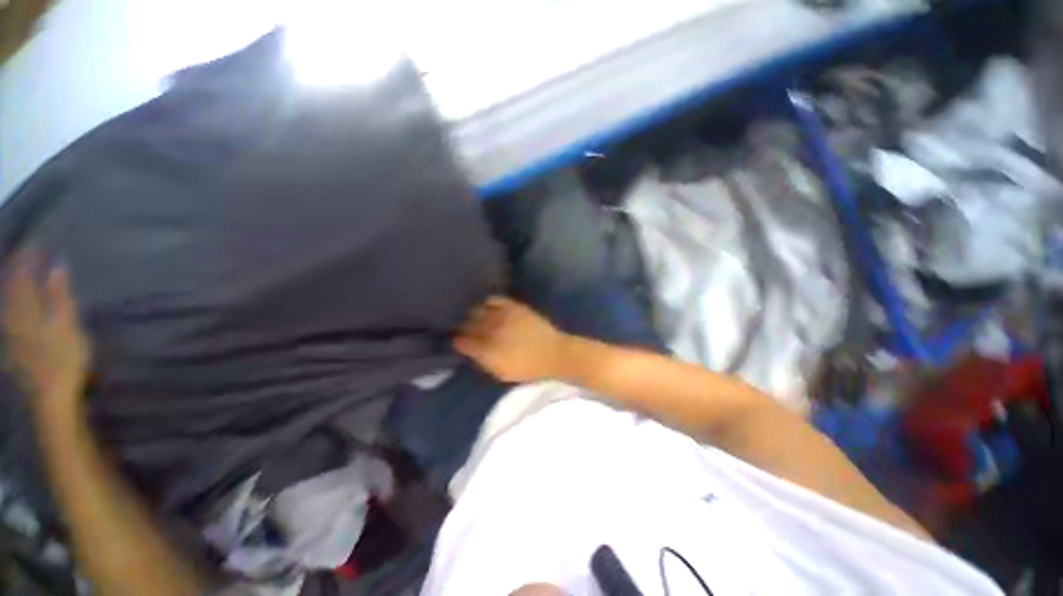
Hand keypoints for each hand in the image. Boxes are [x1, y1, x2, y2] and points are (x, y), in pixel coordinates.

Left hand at [2, 252, 90, 413]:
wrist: (51, 398)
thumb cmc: (64, 359)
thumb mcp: (67, 327)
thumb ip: (60, 296)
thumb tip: (57, 265)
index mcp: (23, 310)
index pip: (22, 276)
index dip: (28, 258)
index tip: (37, 244)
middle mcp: (10, 317)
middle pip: (9, 287)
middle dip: (16, 269)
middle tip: (26, 253)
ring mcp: (9, 333)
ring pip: (5, 301)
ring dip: (10, 285)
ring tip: (16, 273)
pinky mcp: (12, 345)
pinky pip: (7, 315)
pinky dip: (10, 303)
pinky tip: (12, 304)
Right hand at [454, 296, 571, 382]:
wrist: (554, 353)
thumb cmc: (528, 368)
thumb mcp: (502, 373)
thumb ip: (483, 361)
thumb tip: (470, 350)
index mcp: (488, 351)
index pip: (464, 342)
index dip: (457, 340)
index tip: (454, 339)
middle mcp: (492, 331)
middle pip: (468, 323)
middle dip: (461, 324)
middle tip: (459, 324)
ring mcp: (503, 317)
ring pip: (478, 310)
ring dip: (471, 312)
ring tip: (469, 312)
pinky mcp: (514, 307)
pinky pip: (495, 299)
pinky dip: (487, 301)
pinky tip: (485, 303)